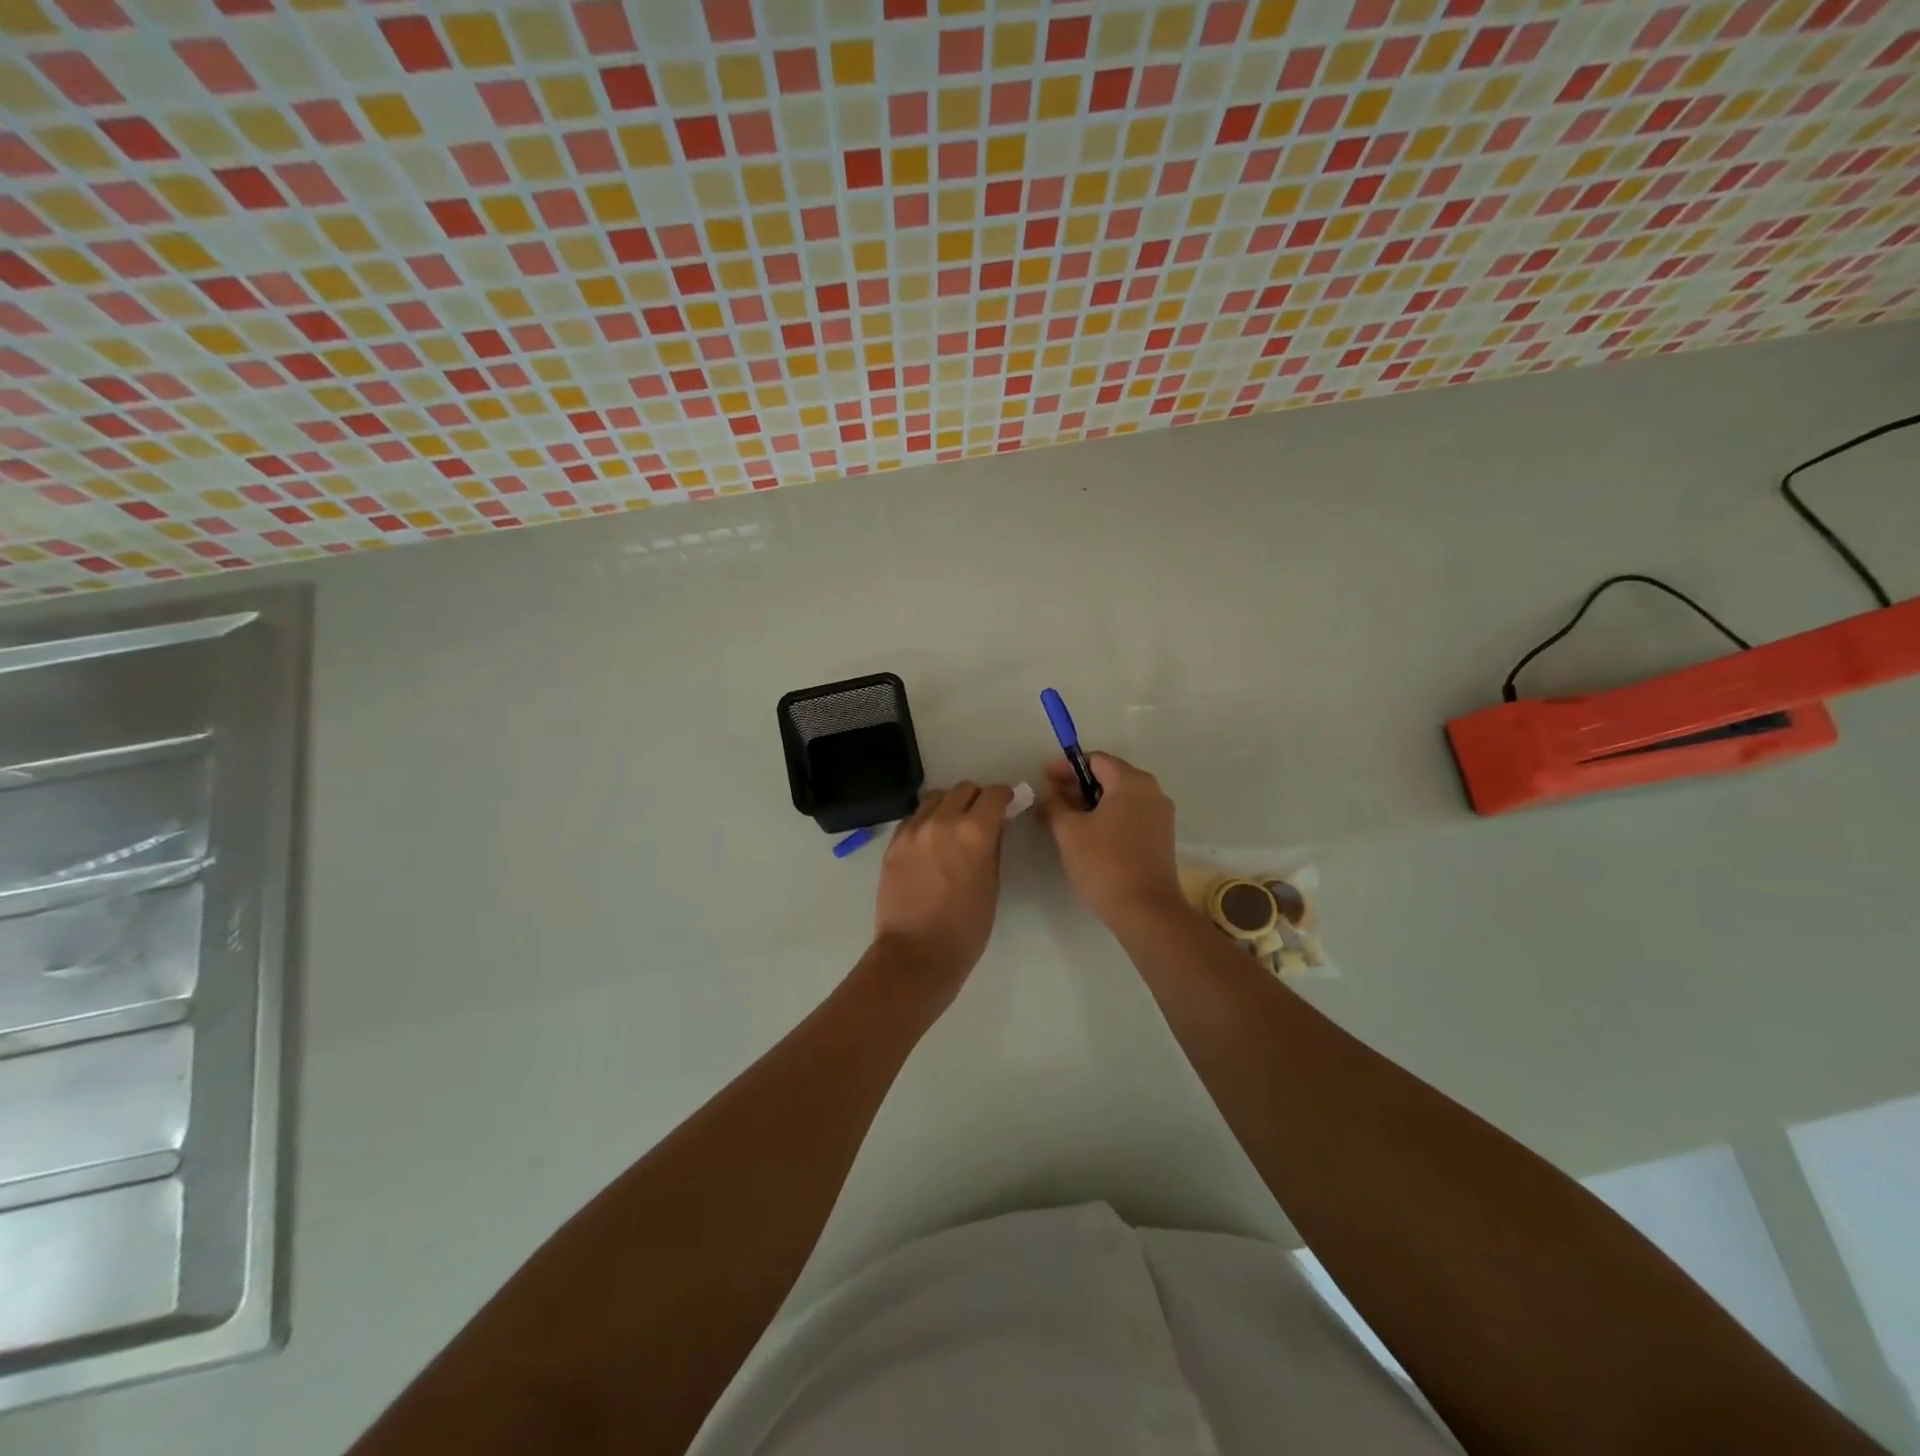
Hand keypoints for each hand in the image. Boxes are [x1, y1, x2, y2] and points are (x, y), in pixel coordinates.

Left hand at [873, 781, 1013, 992]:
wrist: (916, 954)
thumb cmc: (965, 928)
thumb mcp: (992, 885)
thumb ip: (993, 847)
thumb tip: (995, 825)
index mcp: (974, 832)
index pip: (993, 794)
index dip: (1004, 796)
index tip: (1006, 804)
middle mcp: (942, 821)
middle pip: (963, 788)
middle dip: (977, 798)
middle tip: (981, 817)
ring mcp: (913, 830)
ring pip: (935, 797)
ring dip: (949, 804)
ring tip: (952, 826)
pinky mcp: (894, 843)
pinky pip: (914, 817)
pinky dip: (927, 820)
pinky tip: (930, 841)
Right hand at [1039, 752, 1184, 926]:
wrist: (1145, 910)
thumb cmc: (1104, 863)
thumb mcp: (1069, 831)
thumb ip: (1054, 805)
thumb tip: (1050, 794)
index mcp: (1132, 782)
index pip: (1095, 760)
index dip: (1066, 767)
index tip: (1044, 779)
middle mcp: (1152, 791)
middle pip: (1109, 776)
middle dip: (1078, 786)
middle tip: (1051, 801)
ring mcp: (1160, 815)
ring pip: (1120, 797)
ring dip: (1092, 803)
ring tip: (1066, 820)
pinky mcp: (1161, 837)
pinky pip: (1130, 815)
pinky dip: (1108, 817)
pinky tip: (1089, 835)